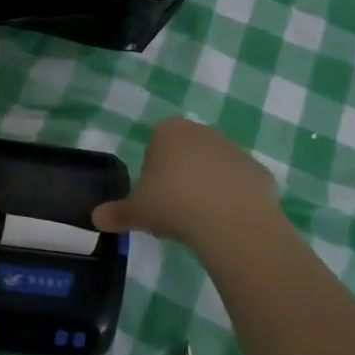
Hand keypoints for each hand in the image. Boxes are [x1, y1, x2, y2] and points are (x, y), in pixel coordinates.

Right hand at [95, 117, 283, 246]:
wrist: (232, 220)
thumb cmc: (174, 204)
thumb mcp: (137, 211)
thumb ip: (117, 213)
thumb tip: (96, 219)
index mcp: (168, 131)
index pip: (154, 144)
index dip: (152, 171)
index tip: (153, 197)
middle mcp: (202, 131)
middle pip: (185, 153)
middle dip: (180, 177)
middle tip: (173, 211)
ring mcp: (234, 149)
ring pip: (213, 168)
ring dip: (206, 188)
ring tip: (200, 222)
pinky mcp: (258, 171)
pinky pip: (239, 185)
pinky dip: (232, 201)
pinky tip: (226, 224)